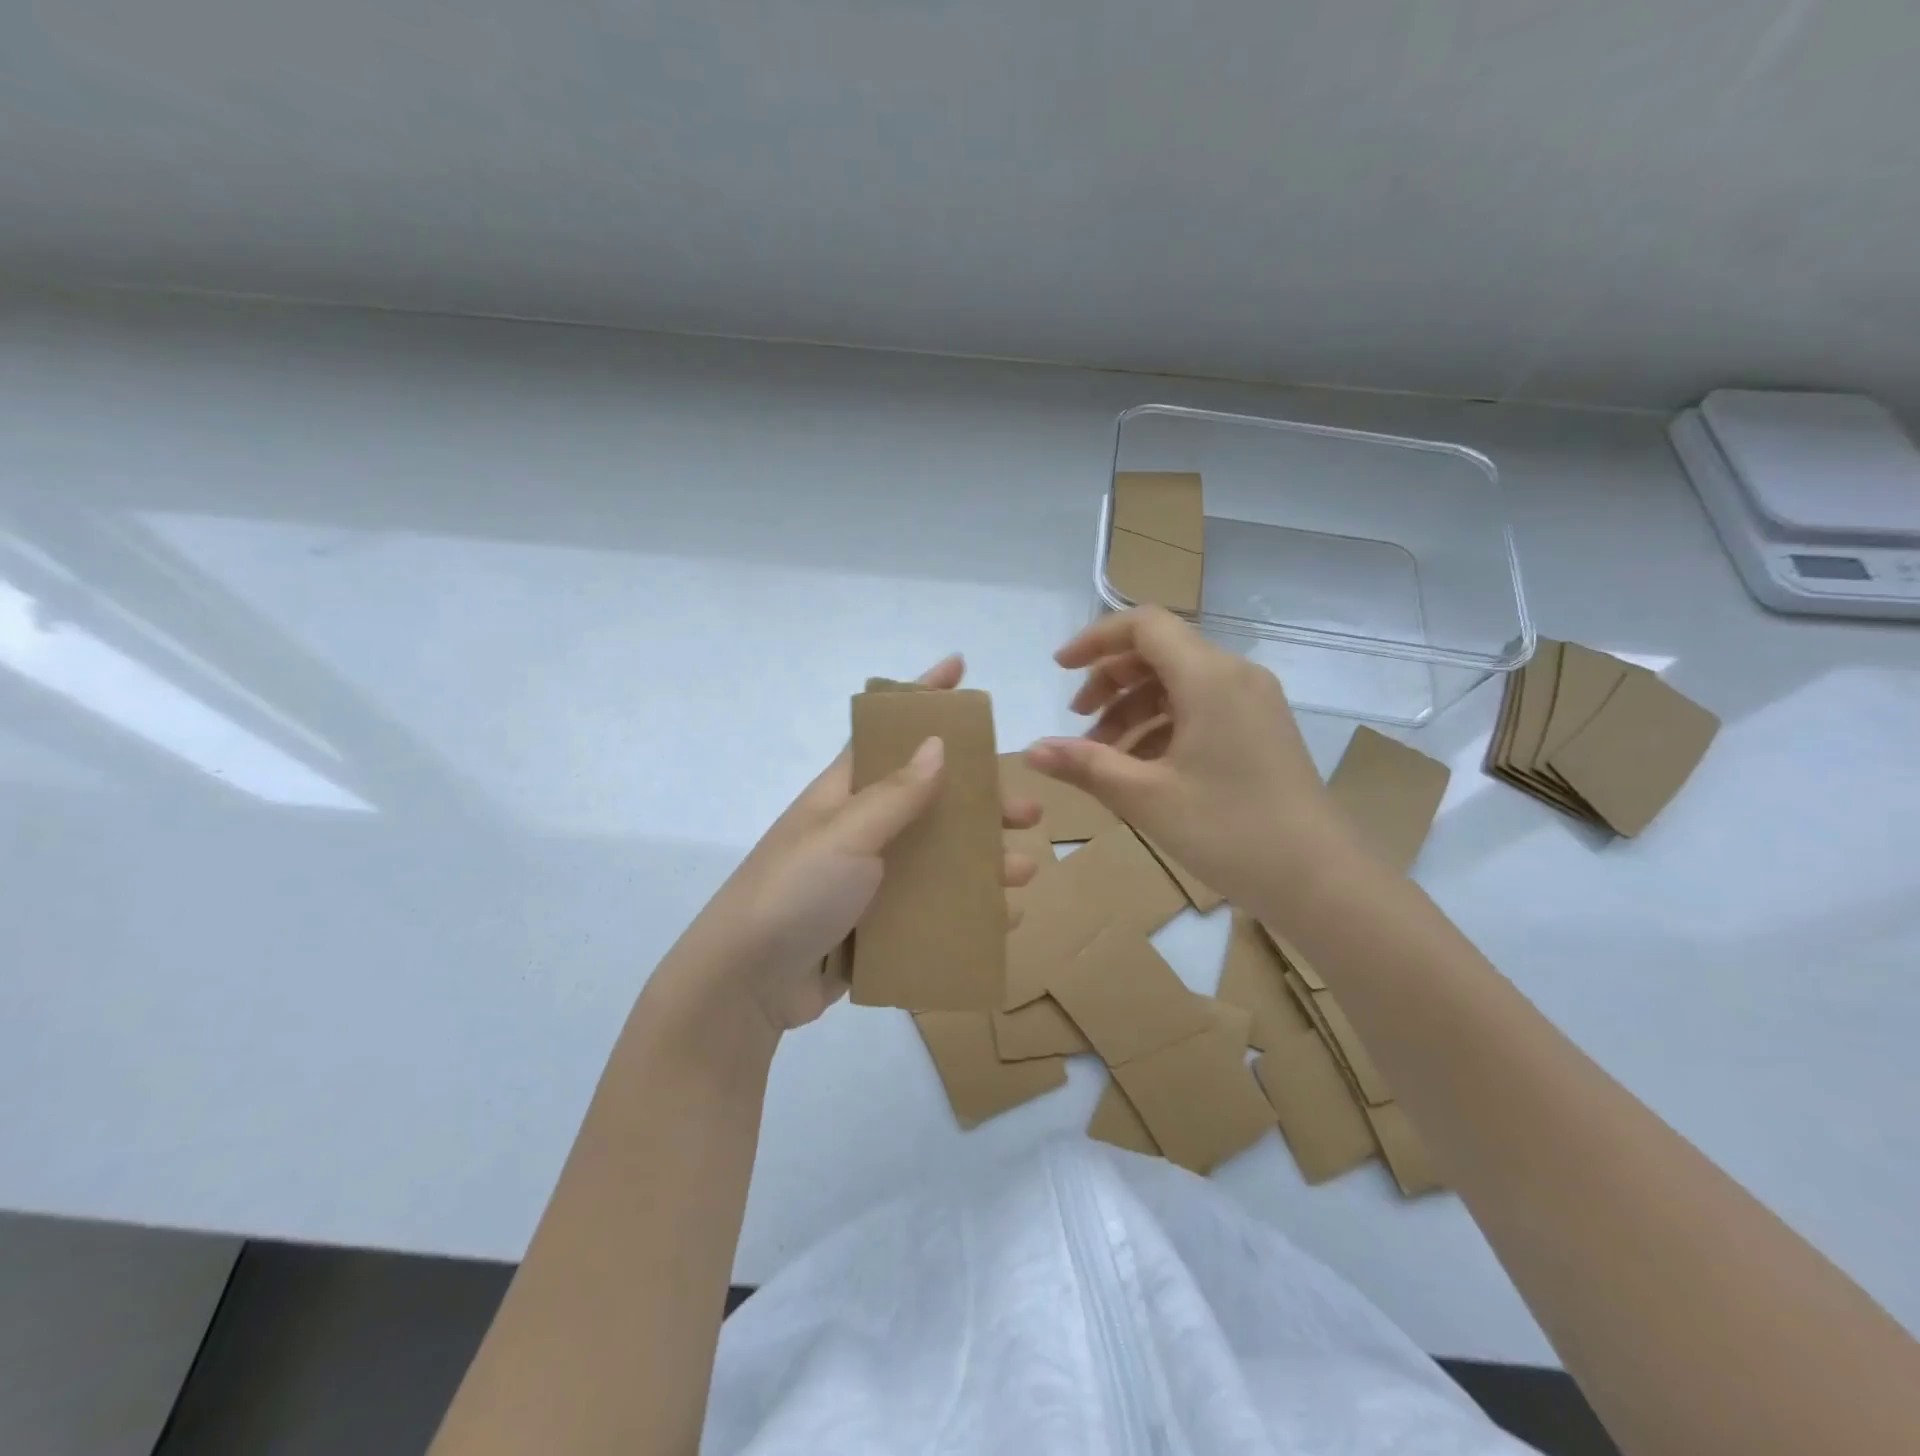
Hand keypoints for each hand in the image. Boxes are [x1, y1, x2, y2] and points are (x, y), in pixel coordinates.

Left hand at [671, 654, 1040, 1034]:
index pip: (887, 732)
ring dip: (983, 860)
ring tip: (1024, 870)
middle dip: (980, 801)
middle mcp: (861, 829)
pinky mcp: (877, 924)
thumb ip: (894, 793)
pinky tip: (1002, 917)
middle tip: (1026, 811)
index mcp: (844, 794)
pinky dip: (967, 908)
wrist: (746, 984)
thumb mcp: (845, 834)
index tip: (958, 667)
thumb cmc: (793, 892)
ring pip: (939, 857)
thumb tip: (936, 742)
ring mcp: (870, 879)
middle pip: (930, 800)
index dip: (921, 697)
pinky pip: (932, 906)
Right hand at [1026, 607, 1347, 909]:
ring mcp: (1254, 702)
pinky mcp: (1261, 730)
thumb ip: (1085, 765)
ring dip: (1134, 709)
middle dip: (1110, 681)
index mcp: (1209, 677)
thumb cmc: (1229, 831)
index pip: (1144, 625)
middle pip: (1160, 652)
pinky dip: (1164, 726)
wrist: (1322, 881)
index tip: (1060, 670)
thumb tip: (1032, 749)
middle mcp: (1235, 676)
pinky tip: (1142, 767)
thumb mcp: (1146, 797)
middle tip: (1078, 723)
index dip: (1095, 640)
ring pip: (1179, 683)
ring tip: (1102, 756)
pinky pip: (1202, 708)